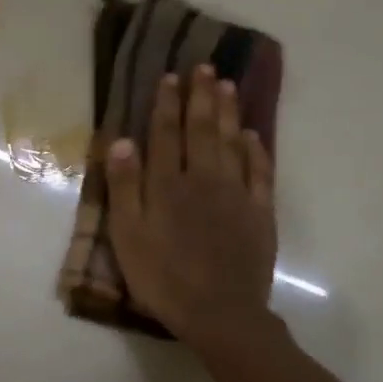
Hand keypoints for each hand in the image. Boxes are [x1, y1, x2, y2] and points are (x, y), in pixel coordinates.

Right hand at [106, 65, 281, 358]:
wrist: (219, 314)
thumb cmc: (162, 276)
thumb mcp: (128, 234)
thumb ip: (125, 186)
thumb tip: (122, 140)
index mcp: (167, 184)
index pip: (166, 134)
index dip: (166, 104)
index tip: (169, 77)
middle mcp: (203, 179)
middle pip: (202, 130)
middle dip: (201, 96)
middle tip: (204, 67)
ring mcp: (236, 195)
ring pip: (232, 143)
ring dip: (228, 113)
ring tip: (227, 86)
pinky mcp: (260, 214)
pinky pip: (260, 173)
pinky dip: (256, 150)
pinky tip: (253, 134)